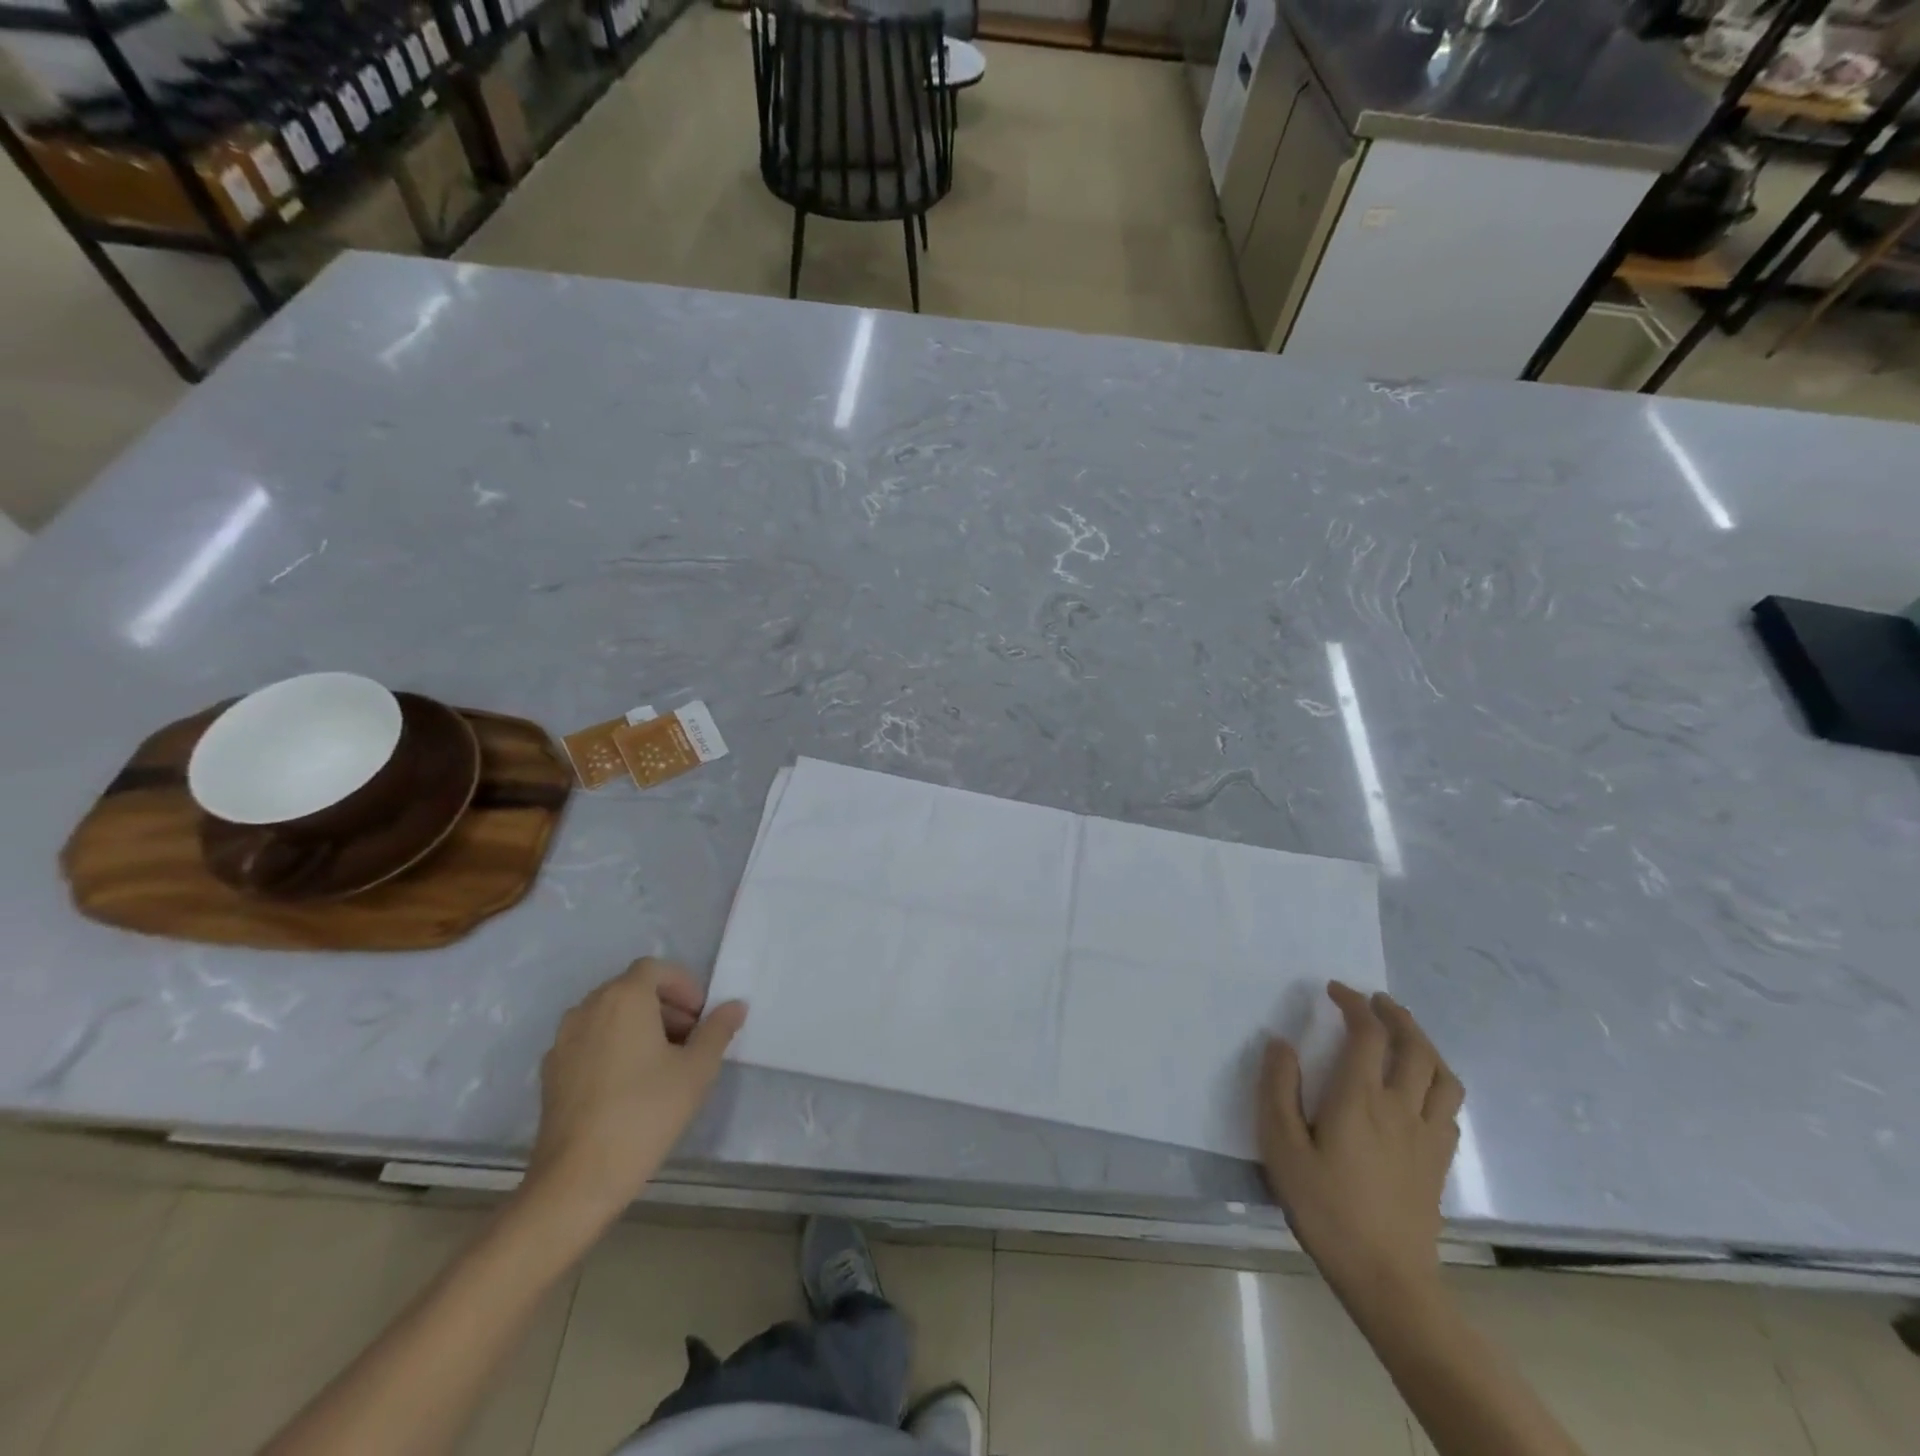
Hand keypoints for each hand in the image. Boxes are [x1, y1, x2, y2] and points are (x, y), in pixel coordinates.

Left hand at [523, 958, 746, 1224]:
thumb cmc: (645, 1113)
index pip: (656, 969)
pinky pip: (589, 1040)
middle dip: (665, 1006)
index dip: (684, 986)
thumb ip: (718, 1030)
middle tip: (689, 1039)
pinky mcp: (550, 1071)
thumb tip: (734, 1006)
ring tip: (661, 1063)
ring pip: (609, 1014)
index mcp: (624, 998)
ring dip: (638, 1025)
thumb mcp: (697, 1070)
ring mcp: (563, 1040)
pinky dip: (613, 1046)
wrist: (577, 1179)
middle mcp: (588, 1008)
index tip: (701, 1018)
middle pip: (631, 989)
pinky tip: (628, 1085)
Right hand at [1258, 982, 1463, 1310]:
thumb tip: (1280, 1043)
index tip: (1334, 990)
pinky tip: (1421, 1088)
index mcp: (1360, 1098)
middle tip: (1375, 1000)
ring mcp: (1427, 1136)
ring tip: (1404, 1034)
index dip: (1353, 1004)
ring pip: (1442, 1075)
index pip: (1368, 1034)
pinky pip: (1449, 1108)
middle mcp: (1401, 1107)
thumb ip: (1277, 1089)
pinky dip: (1437, 1082)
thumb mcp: (1281, 1147)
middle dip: (1395, 1015)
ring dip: (1425, 1043)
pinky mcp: (1440, 1162)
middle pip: (1414, 1046)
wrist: (1386, 1277)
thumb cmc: (1325, 1208)